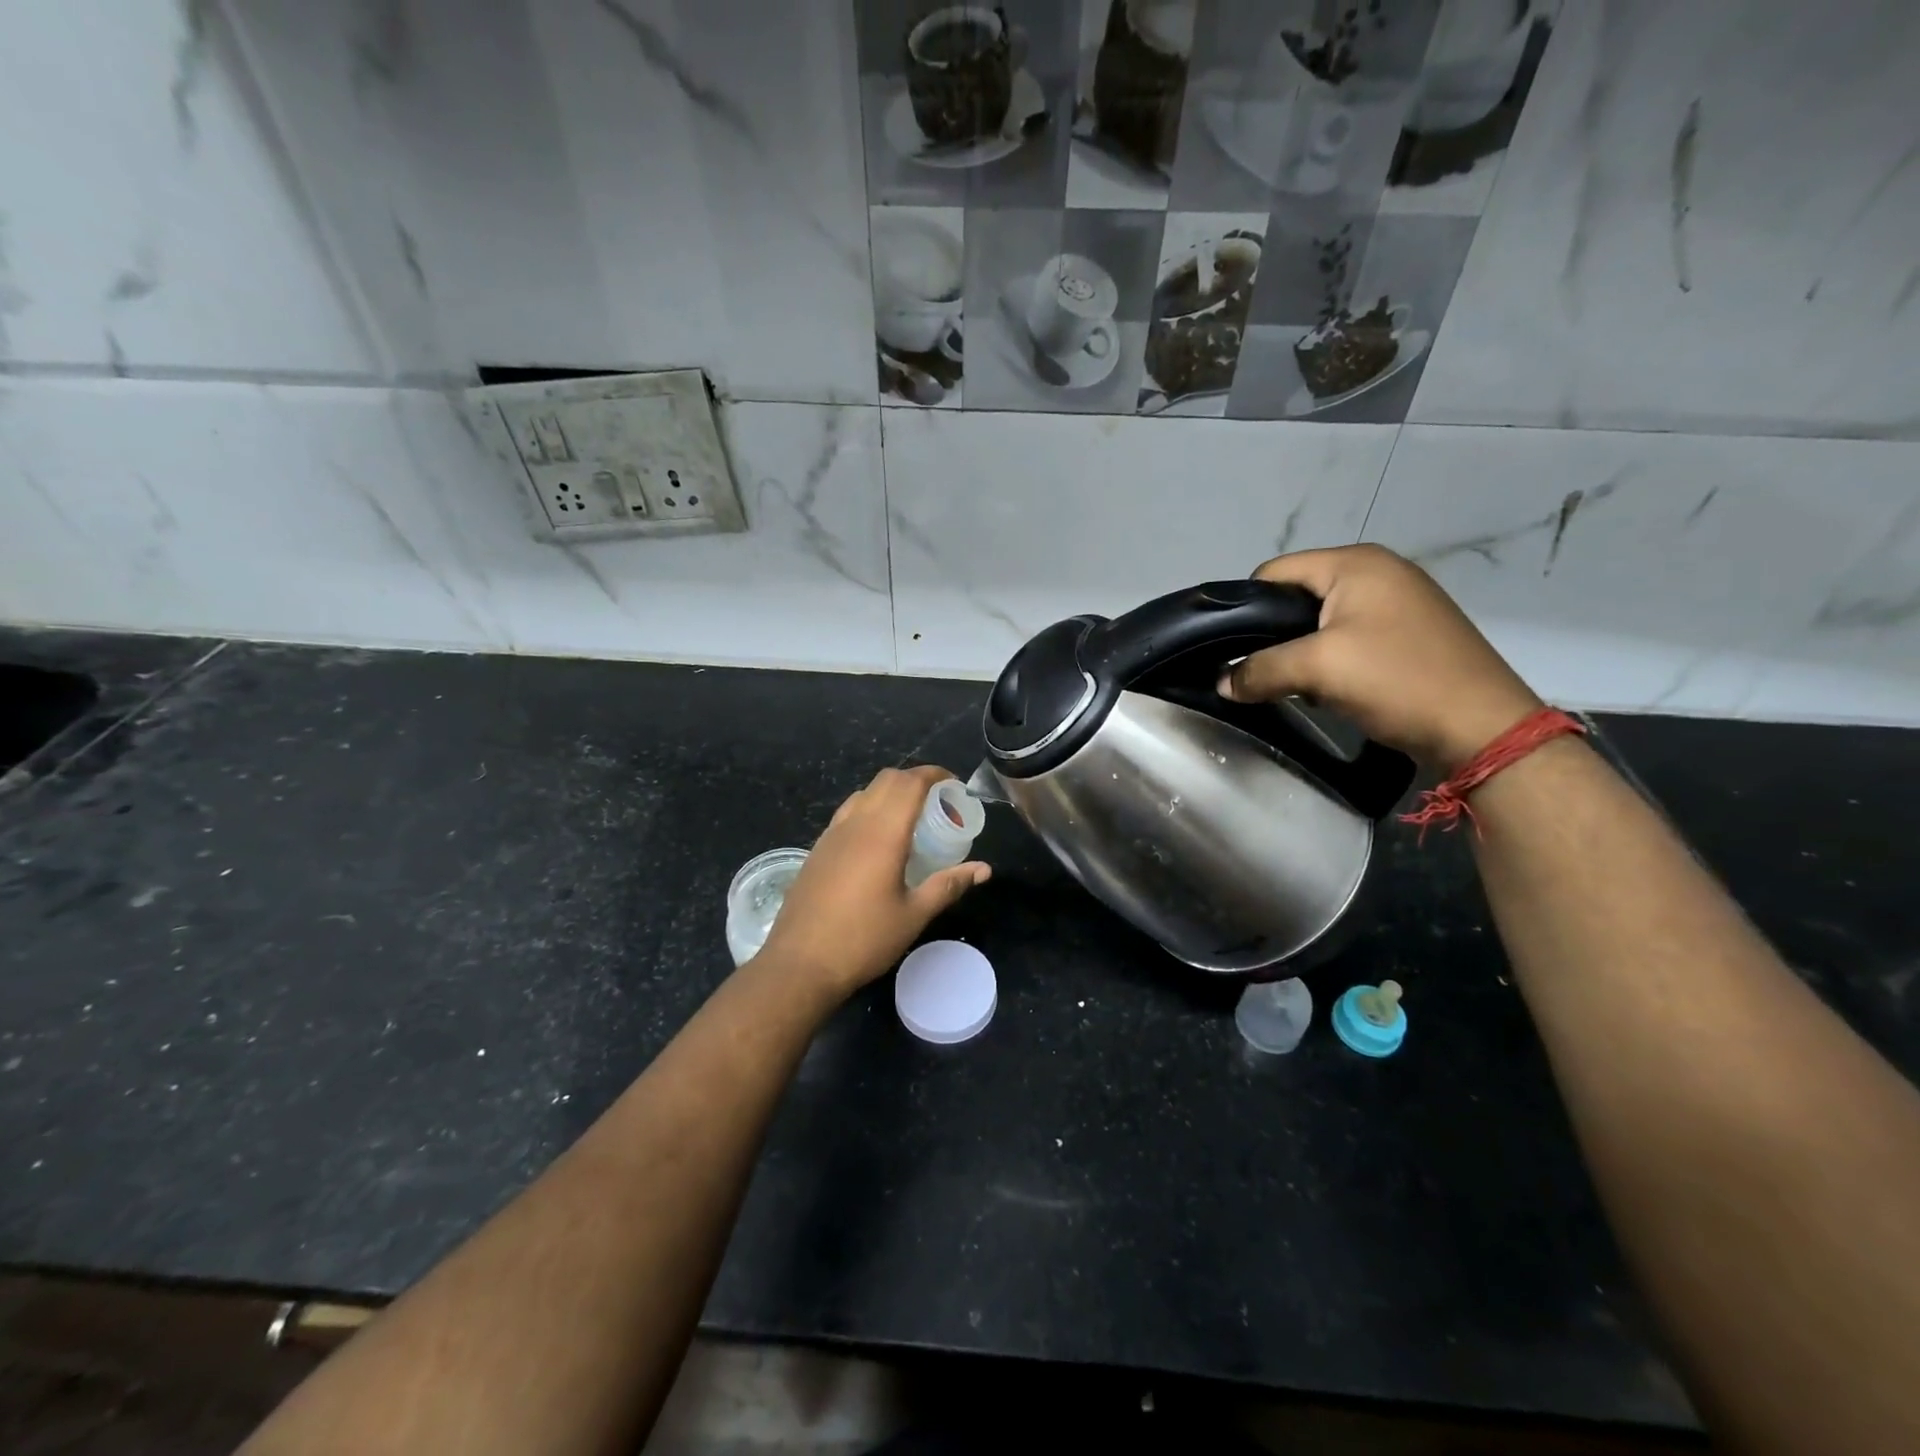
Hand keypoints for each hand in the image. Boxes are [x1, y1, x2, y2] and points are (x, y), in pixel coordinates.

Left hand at [756, 765, 990, 999]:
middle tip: (937, 800)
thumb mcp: (914, 915)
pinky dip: (869, 809)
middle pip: (886, 780)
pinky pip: (847, 813)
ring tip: (910, 818)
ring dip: (889, 792)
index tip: (953, 784)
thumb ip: (948, 885)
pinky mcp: (817, 850)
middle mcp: (855, 824)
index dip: (934, 774)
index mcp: (883, 833)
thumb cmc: (863, 939)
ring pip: (863, 793)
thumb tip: (983, 869)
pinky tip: (878, 840)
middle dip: (914, 779)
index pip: (910, 783)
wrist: (800, 963)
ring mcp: (831, 835)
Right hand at [1218, 545, 1542, 772]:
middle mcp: (1378, 570)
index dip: (1246, 609)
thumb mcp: (1317, 670)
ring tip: (1295, 683)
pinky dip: (1330, 658)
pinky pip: (1349, 635)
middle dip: (1273, 633)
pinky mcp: (1409, 631)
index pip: (1274, 572)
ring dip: (1301, 650)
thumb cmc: (1397, 680)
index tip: (1233, 650)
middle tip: (1261, 671)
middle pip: (1297, 594)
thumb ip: (1259, 670)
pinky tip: (1330, 687)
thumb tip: (1221, 683)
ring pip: (1321, 619)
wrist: (1482, 727)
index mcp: (1355, 562)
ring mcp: (1398, 600)